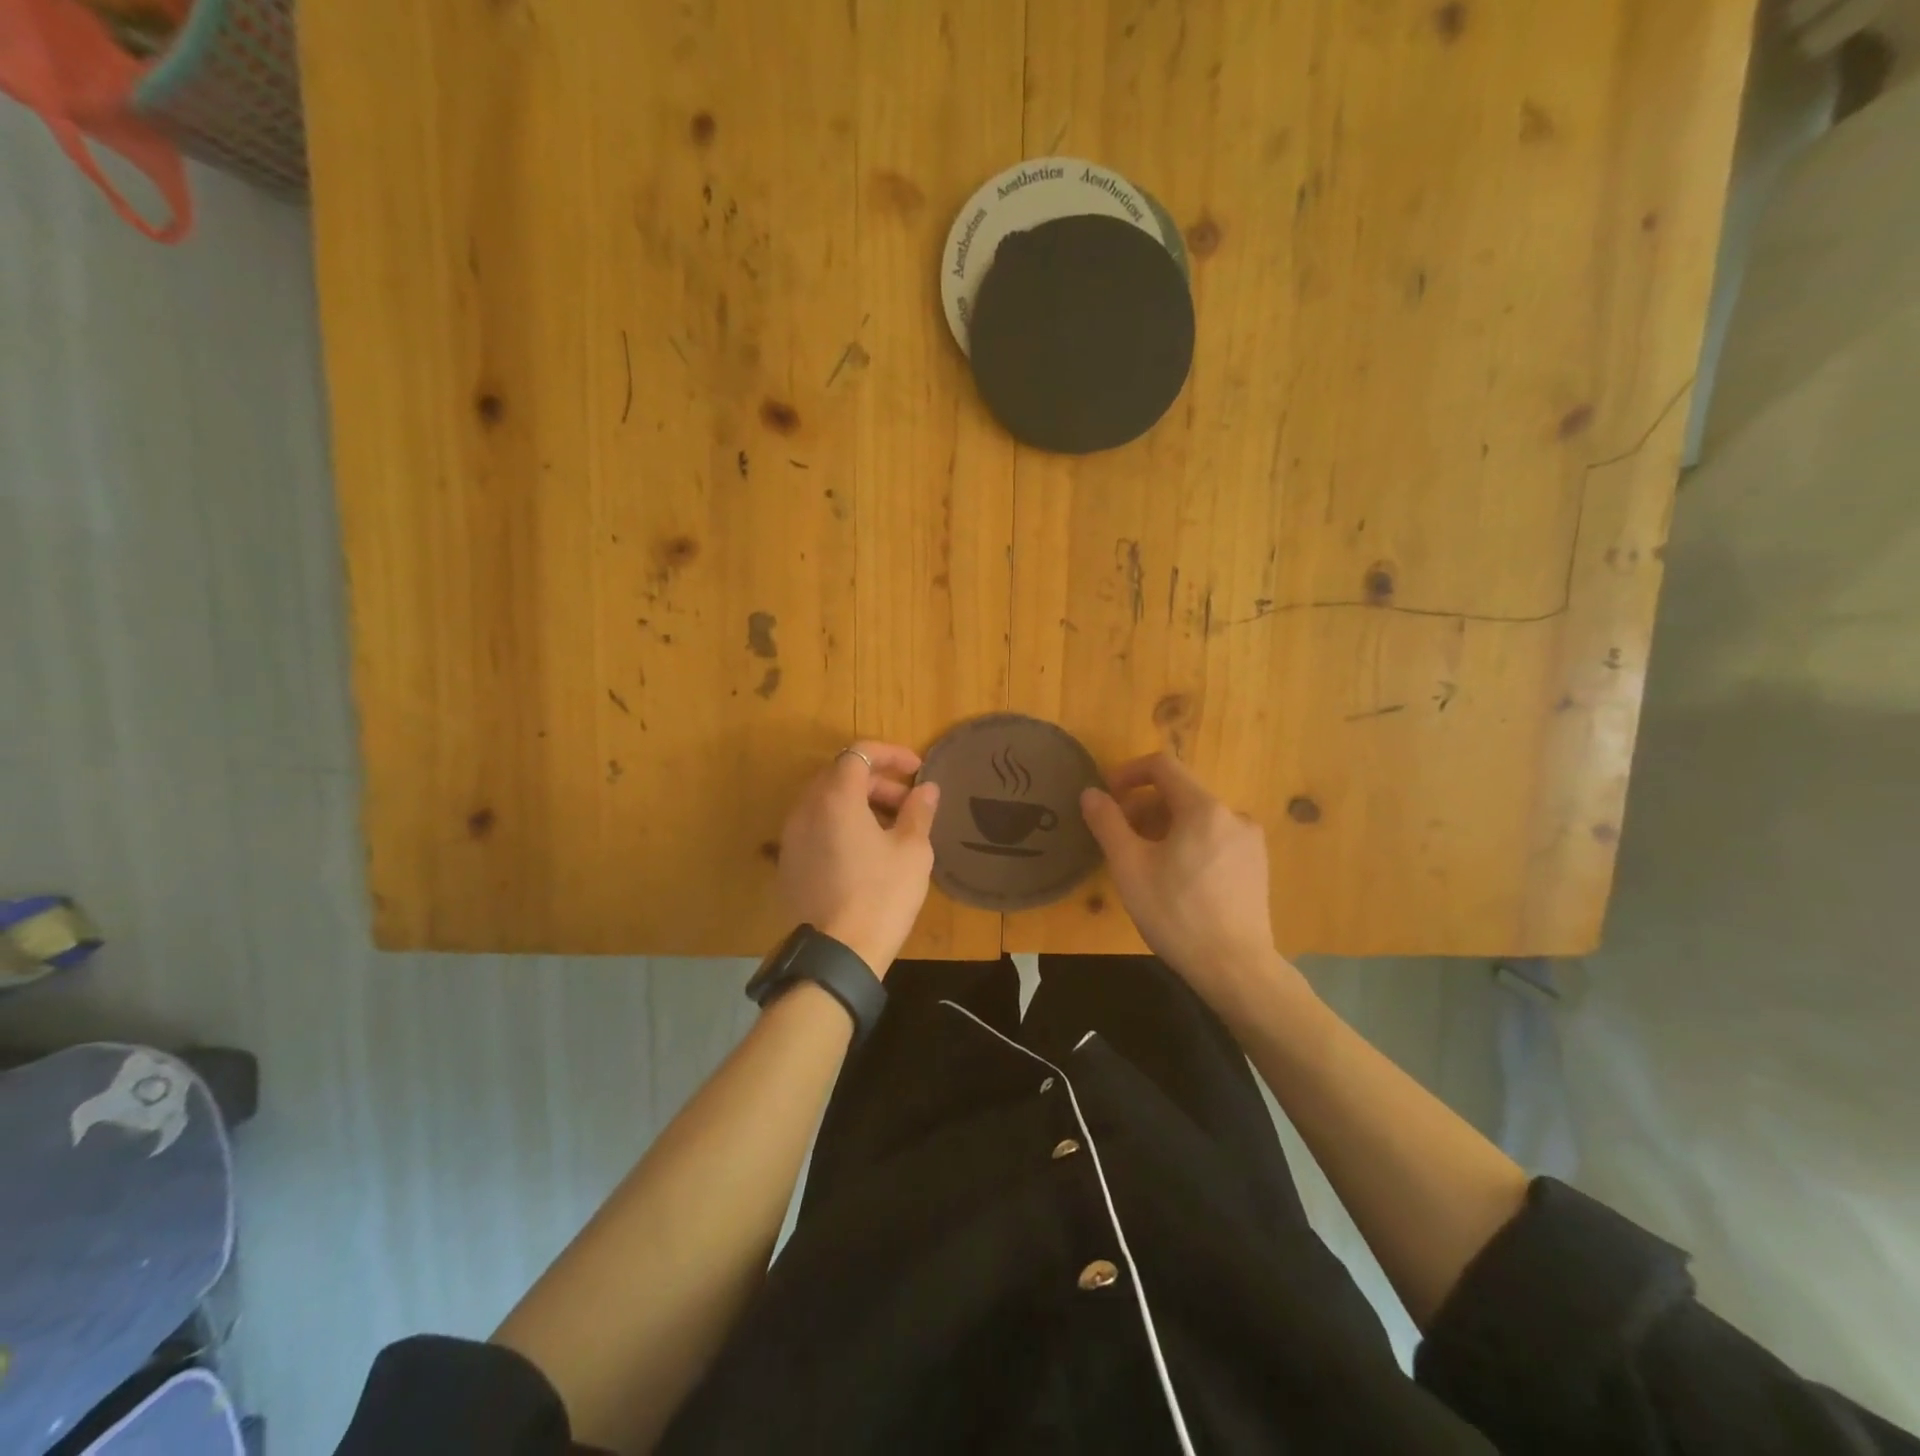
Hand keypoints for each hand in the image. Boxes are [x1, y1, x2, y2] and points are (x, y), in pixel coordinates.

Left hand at [778, 741, 939, 977]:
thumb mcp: (912, 851)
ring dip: (859, 803)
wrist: (839, 953)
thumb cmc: (882, 895)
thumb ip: (918, 811)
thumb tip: (926, 789)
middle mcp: (806, 809)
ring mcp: (791, 837)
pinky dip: (840, 824)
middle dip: (877, 781)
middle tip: (908, 803)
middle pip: (840, 776)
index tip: (917, 770)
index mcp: (836, 798)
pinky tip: (865, 852)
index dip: (890, 754)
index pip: (859, 753)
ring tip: (891, 828)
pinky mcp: (788, 862)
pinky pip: (815, 827)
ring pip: (825, 801)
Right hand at [1080, 754, 1282, 998]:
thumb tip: (1091, 793)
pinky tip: (1175, 879)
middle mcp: (1233, 815)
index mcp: (1203, 808)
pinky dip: (1189, 843)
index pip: (1162, 766)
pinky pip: (1215, 838)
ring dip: (1164, 827)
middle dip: (1143, 807)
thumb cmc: (1176, 914)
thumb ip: (1107, 822)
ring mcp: (1250, 842)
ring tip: (1144, 861)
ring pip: (1197, 818)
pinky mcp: (1257, 866)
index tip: (1107, 797)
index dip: (1128, 773)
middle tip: (1119, 837)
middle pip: (1179, 793)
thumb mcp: (1129, 867)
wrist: (1235, 968)